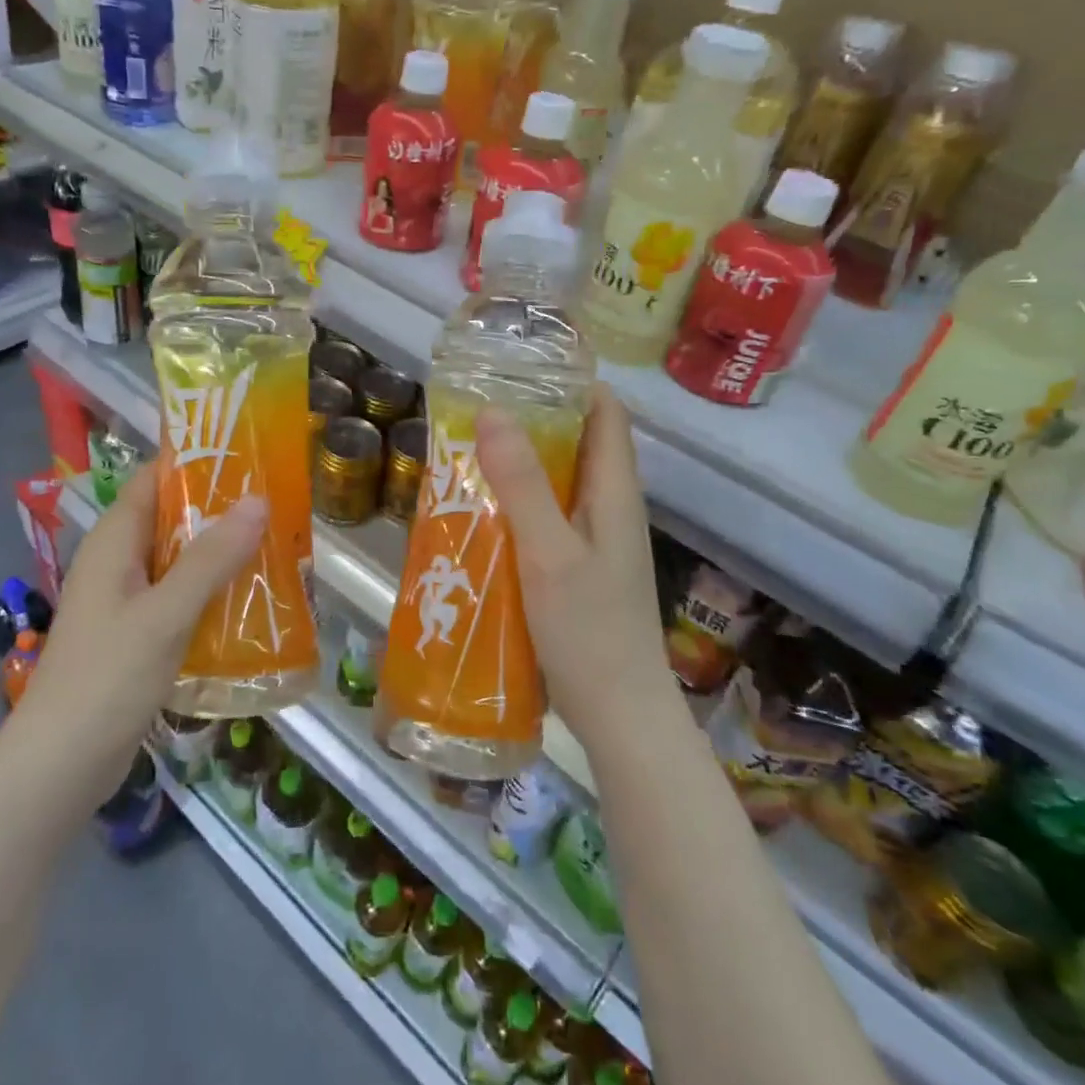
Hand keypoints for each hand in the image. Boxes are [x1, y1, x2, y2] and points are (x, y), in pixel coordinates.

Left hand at [10, 462, 265, 821]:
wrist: (57, 768)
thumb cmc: (106, 678)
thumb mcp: (165, 614)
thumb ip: (211, 558)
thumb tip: (259, 499)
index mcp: (115, 540)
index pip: (155, 478)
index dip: (197, 461)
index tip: (250, 455)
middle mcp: (118, 561)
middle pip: (173, 517)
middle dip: (221, 509)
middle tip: (279, 503)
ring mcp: (126, 599)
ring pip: (180, 559)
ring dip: (221, 553)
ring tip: (277, 545)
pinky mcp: (136, 634)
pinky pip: (179, 596)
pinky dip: (211, 591)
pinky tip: (250, 600)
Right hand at [475, 385, 666, 755]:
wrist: (619, 717)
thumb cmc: (589, 631)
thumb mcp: (549, 552)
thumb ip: (522, 484)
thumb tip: (492, 410)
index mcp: (614, 491)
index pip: (605, 412)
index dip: (570, 382)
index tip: (518, 367)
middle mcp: (609, 506)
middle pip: (577, 442)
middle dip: (532, 419)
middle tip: (474, 407)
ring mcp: (594, 539)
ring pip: (558, 481)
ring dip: (519, 463)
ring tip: (465, 450)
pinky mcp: (576, 566)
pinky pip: (546, 516)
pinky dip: (516, 502)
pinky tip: (478, 511)